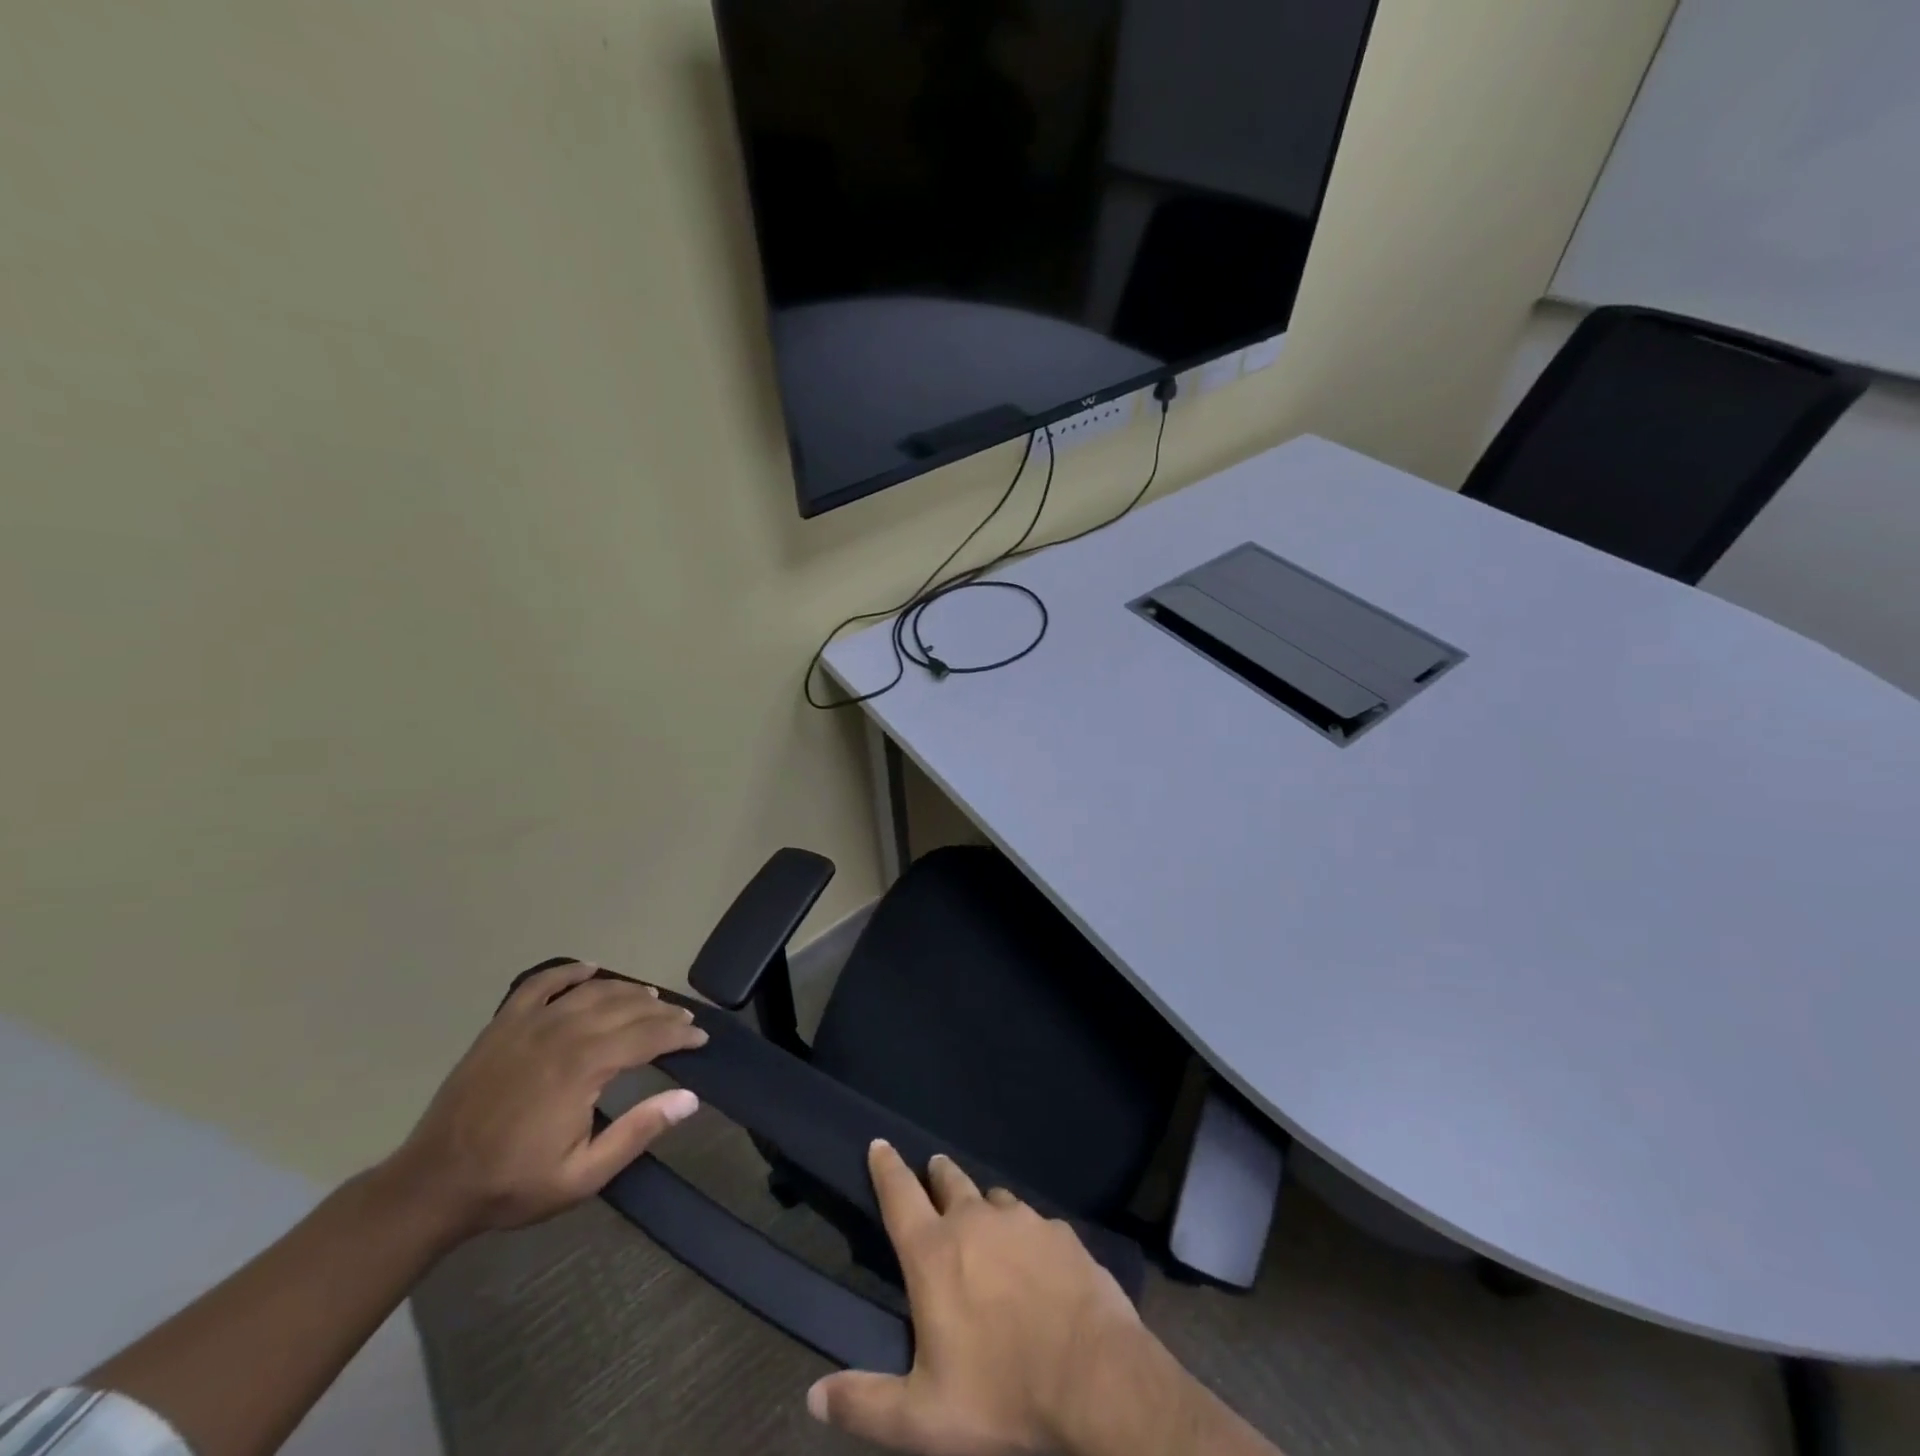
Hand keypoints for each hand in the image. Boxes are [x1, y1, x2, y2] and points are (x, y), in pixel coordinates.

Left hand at [385, 960, 708, 1239]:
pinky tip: (589, 970)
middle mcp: (563, 1033)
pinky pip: (542, 984)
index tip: (701, 1039)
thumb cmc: (512, 1183)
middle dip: (661, 1013)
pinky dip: (569, 972)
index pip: (648, 1036)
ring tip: (649, 1000)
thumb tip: (689, 1098)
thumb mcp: (583, 1175)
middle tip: (684, 1021)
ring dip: (627, 991)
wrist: (432, 1185)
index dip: (679, 1035)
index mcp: (584, 1067)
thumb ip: (638, 1133)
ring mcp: (530, 1024)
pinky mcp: (503, 1024)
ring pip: (592, 992)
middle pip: (626, 1008)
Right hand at [806, 1142, 1158, 1455]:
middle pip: (949, 1181)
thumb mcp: (922, 1417)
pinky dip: (1024, 1233)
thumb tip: (813, 1396)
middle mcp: (975, 1221)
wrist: (1095, 1378)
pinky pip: (1033, 1222)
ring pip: (994, 1198)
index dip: (886, 1167)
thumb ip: (864, 1403)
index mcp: (934, 1253)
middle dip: (936, 1176)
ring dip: (982, 1203)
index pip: (900, 1195)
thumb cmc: (1001, 1395)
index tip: (880, 1143)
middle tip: (933, 1174)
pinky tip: (1034, 1259)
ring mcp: (1022, 1221)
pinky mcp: (1060, 1232)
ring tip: (984, 1219)